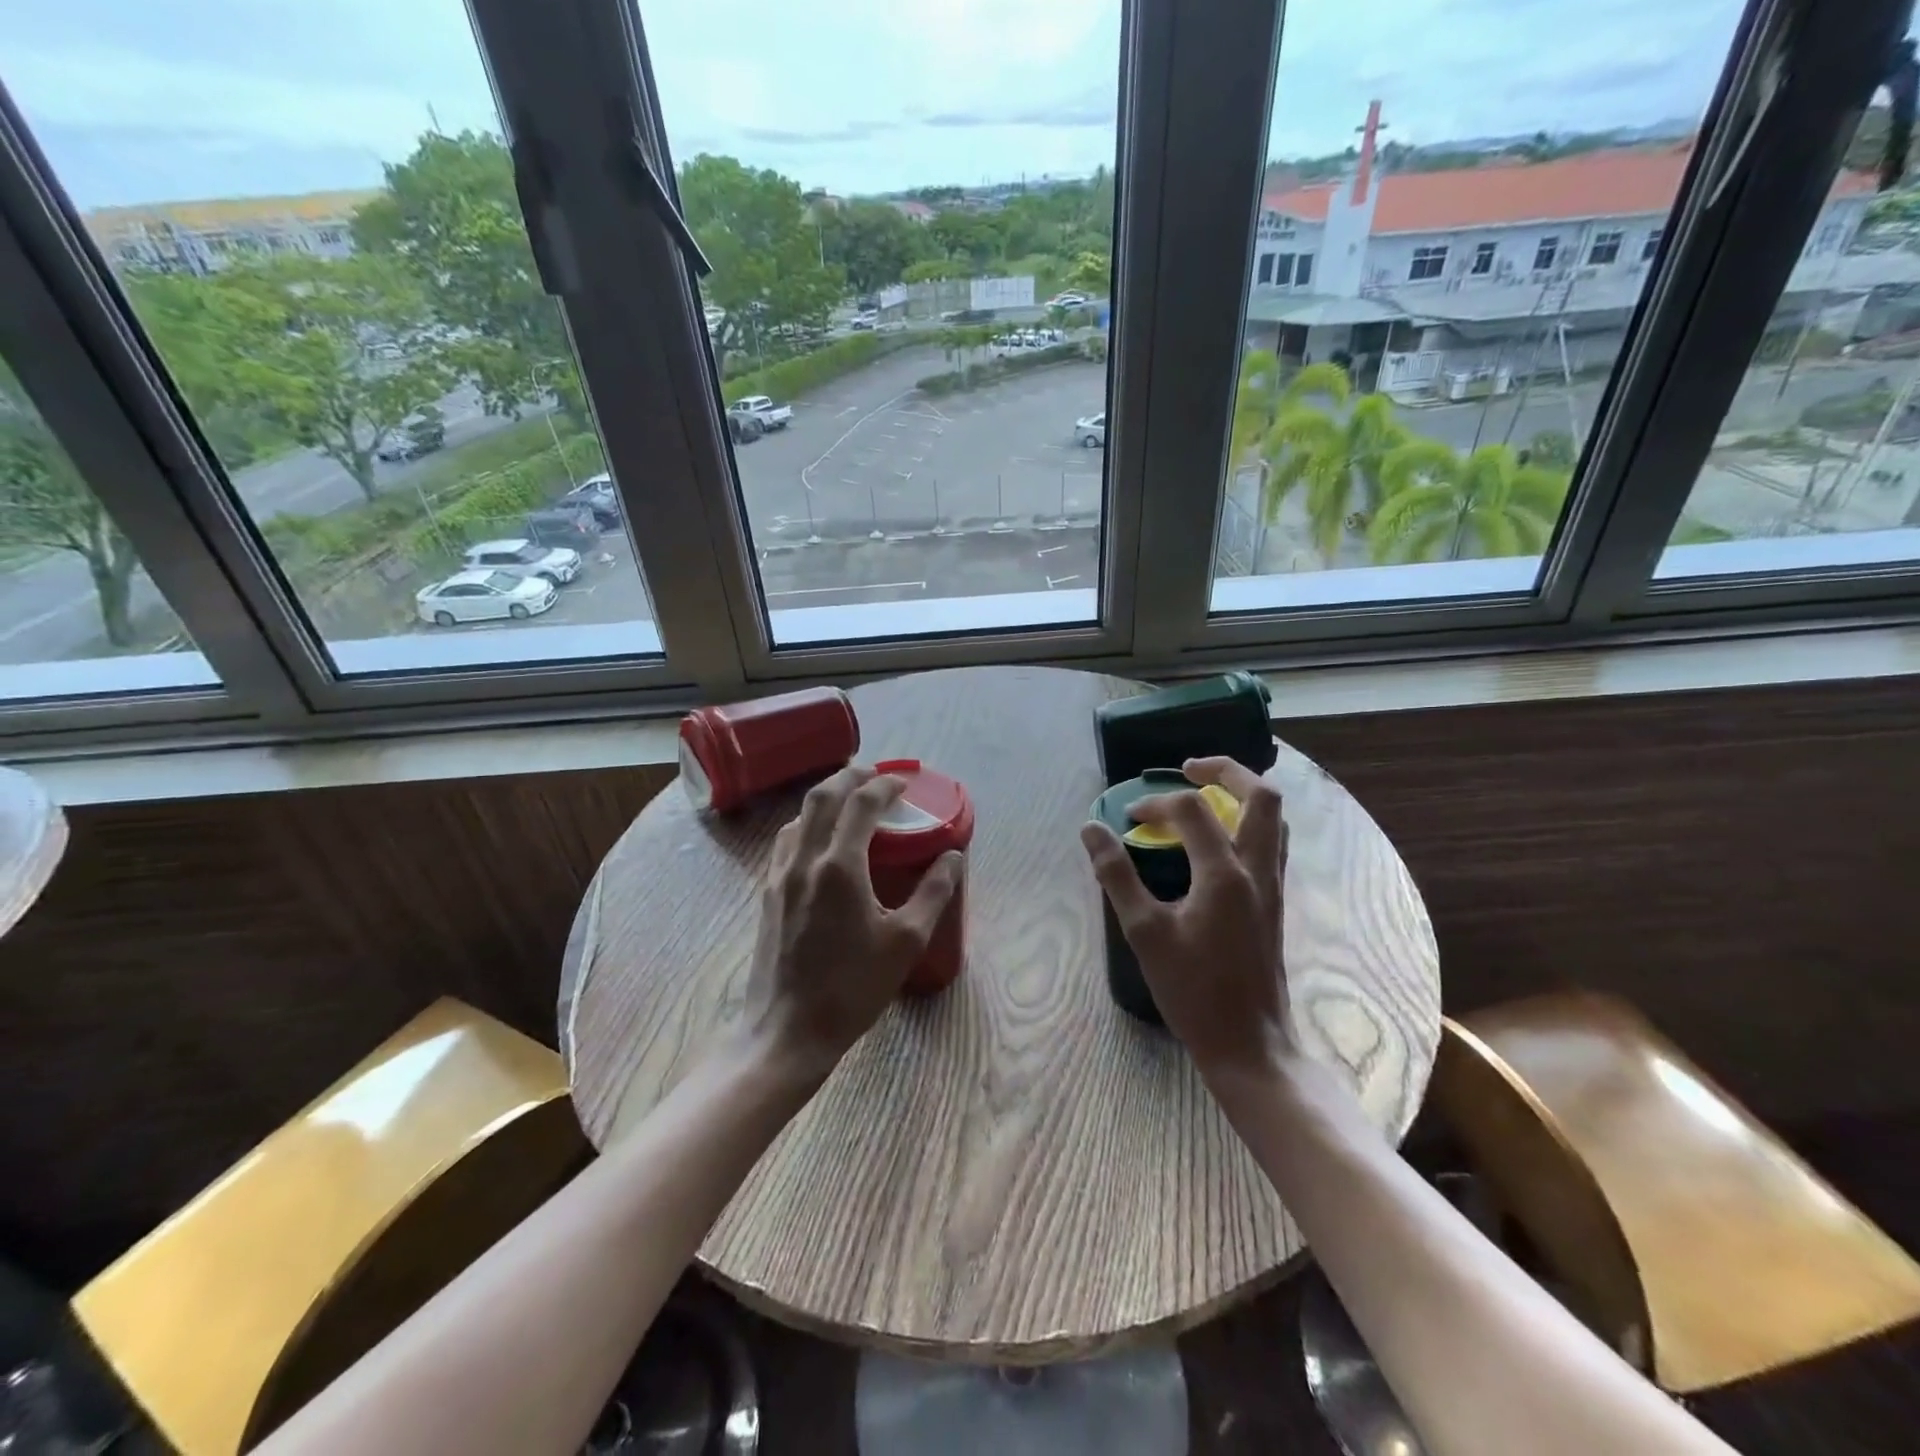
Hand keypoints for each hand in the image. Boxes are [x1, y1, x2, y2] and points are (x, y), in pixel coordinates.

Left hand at [744, 764, 962, 1076]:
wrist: (786, 1032)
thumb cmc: (852, 989)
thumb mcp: (905, 942)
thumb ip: (933, 893)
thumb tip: (953, 857)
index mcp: (840, 866)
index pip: (861, 803)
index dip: (885, 784)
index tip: (905, 783)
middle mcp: (804, 860)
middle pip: (821, 797)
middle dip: (849, 777)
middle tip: (875, 775)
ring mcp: (779, 876)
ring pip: (798, 817)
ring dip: (825, 799)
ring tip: (849, 803)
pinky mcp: (767, 894)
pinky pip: (786, 842)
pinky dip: (807, 825)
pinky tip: (821, 844)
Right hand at [1079, 757, 1295, 1080]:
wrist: (1249, 1043)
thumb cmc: (1193, 991)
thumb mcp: (1144, 933)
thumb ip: (1116, 875)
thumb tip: (1091, 829)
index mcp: (1224, 873)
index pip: (1191, 811)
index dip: (1155, 804)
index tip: (1128, 818)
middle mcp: (1258, 869)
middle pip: (1261, 796)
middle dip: (1226, 770)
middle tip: (1189, 768)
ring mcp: (1273, 885)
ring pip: (1275, 818)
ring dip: (1243, 794)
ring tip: (1208, 793)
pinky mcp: (1276, 901)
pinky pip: (1271, 842)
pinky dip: (1248, 822)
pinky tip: (1219, 839)